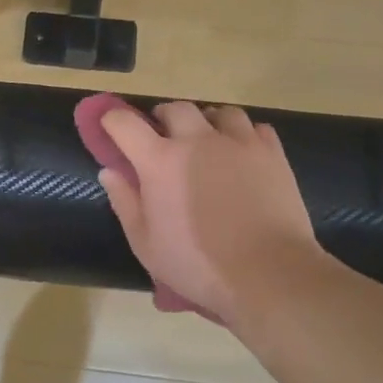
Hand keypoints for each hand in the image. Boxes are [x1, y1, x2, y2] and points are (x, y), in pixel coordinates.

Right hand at [99, 102, 324, 327]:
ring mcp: (239, 142)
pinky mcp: (272, 153)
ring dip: (206, 122)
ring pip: (218, 112)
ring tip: (206, 142)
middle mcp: (197, 140)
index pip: (124, 123)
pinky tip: (241, 154)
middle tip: (162, 138)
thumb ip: (125, 202)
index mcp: (160, 161)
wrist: (268, 274)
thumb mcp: (145, 244)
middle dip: (162, 118)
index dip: (112, 120)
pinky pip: (254, 127)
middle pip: (175, 108)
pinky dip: (242, 134)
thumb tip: (110, 172)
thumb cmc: (198, 265)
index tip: (110, 127)